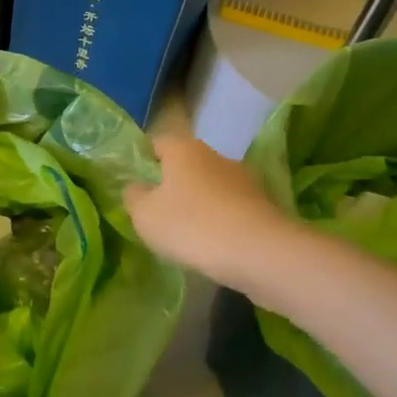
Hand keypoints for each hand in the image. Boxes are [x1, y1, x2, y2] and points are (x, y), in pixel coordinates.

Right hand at [124, 135, 286, 283]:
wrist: (260, 253)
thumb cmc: (191, 225)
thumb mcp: (144, 214)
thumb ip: (134, 196)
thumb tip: (137, 187)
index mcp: (183, 149)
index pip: (156, 143)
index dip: (143, 159)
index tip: (136, 182)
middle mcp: (214, 155)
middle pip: (185, 164)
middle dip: (172, 182)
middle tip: (158, 209)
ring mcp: (242, 178)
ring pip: (210, 185)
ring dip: (198, 201)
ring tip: (186, 231)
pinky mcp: (262, 203)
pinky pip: (230, 206)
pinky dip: (220, 218)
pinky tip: (213, 242)